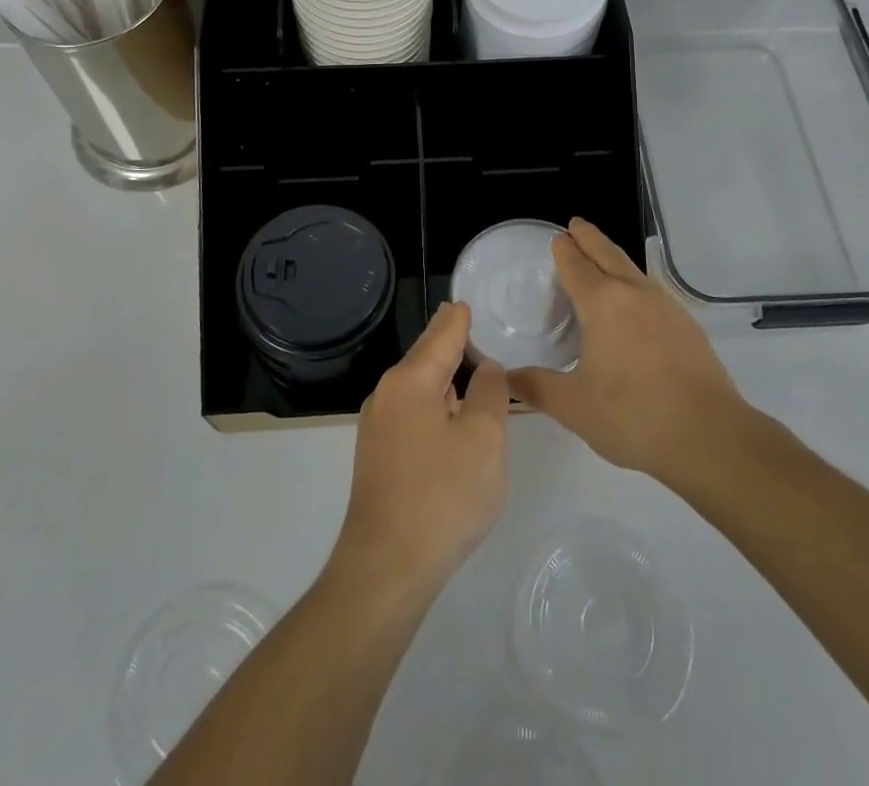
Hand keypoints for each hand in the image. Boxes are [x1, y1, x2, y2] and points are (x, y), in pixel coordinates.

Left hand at [330, 302, 508, 598]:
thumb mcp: (484, 439)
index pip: (442, 333)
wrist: (386, 568)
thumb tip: (486, 368)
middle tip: (475, 327)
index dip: (460, 317)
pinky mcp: (378, 456)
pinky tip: (451, 417)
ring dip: (443, 377)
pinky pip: (412, 413)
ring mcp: (378, 427)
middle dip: (450, 342)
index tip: (469, 301)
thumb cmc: (443, 495)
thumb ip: (490, 394)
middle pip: (426, 357)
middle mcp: (387, 394)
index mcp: (410, 380)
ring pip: (418, 387)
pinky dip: (434, 404)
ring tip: (471, 368)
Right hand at [509, 219, 754, 482]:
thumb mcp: (574, 406)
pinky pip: (652, 292)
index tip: (558, 237)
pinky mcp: (688, 327)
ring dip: (614, 258)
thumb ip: (537, 387)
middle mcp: (635, 294)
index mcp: (603, 304)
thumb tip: (508, 377)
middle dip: (590, 238)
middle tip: (576, 225)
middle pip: (608, 255)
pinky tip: (636, 304)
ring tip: (603, 260)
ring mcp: (667, 308)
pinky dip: (635, 284)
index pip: (577, 266)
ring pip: (634, 270)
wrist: (710, 437)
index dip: (565, 251)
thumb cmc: (633, 416)